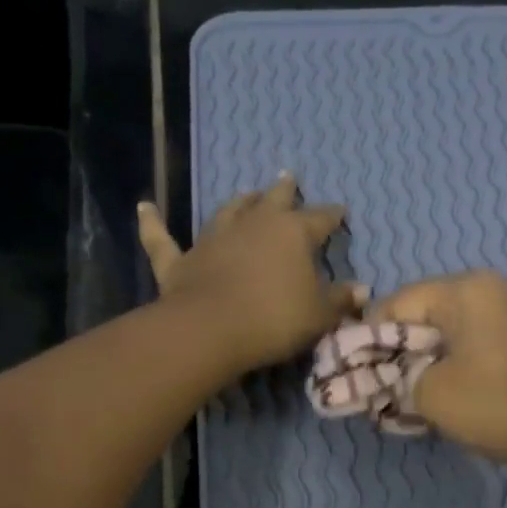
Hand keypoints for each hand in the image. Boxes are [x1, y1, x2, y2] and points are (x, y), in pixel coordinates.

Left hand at [138, 173, 365, 375]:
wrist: (212, 330)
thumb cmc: (275, 319)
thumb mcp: (319, 315)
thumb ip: (341, 301)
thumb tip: (362, 290)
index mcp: (292, 233)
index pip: (320, 219)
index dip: (332, 216)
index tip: (341, 212)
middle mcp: (253, 225)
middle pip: (273, 202)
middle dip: (285, 191)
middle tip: (289, 177)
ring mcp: (213, 239)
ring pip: (228, 212)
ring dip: (239, 202)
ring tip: (246, 191)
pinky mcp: (179, 261)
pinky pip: (162, 238)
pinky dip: (153, 223)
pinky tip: (144, 207)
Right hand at [374, 271, 506, 490]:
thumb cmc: (497, 407)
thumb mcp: (431, 394)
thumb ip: (400, 375)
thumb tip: (398, 373)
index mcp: (468, 290)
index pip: (401, 301)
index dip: (371, 332)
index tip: (356, 363)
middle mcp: (498, 286)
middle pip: (432, 308)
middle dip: (405, 342)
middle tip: (387, 376)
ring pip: (461, 322)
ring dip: (435, 349)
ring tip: (420, 383)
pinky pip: (488, 334)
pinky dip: (465, 353)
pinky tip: (460, 382)